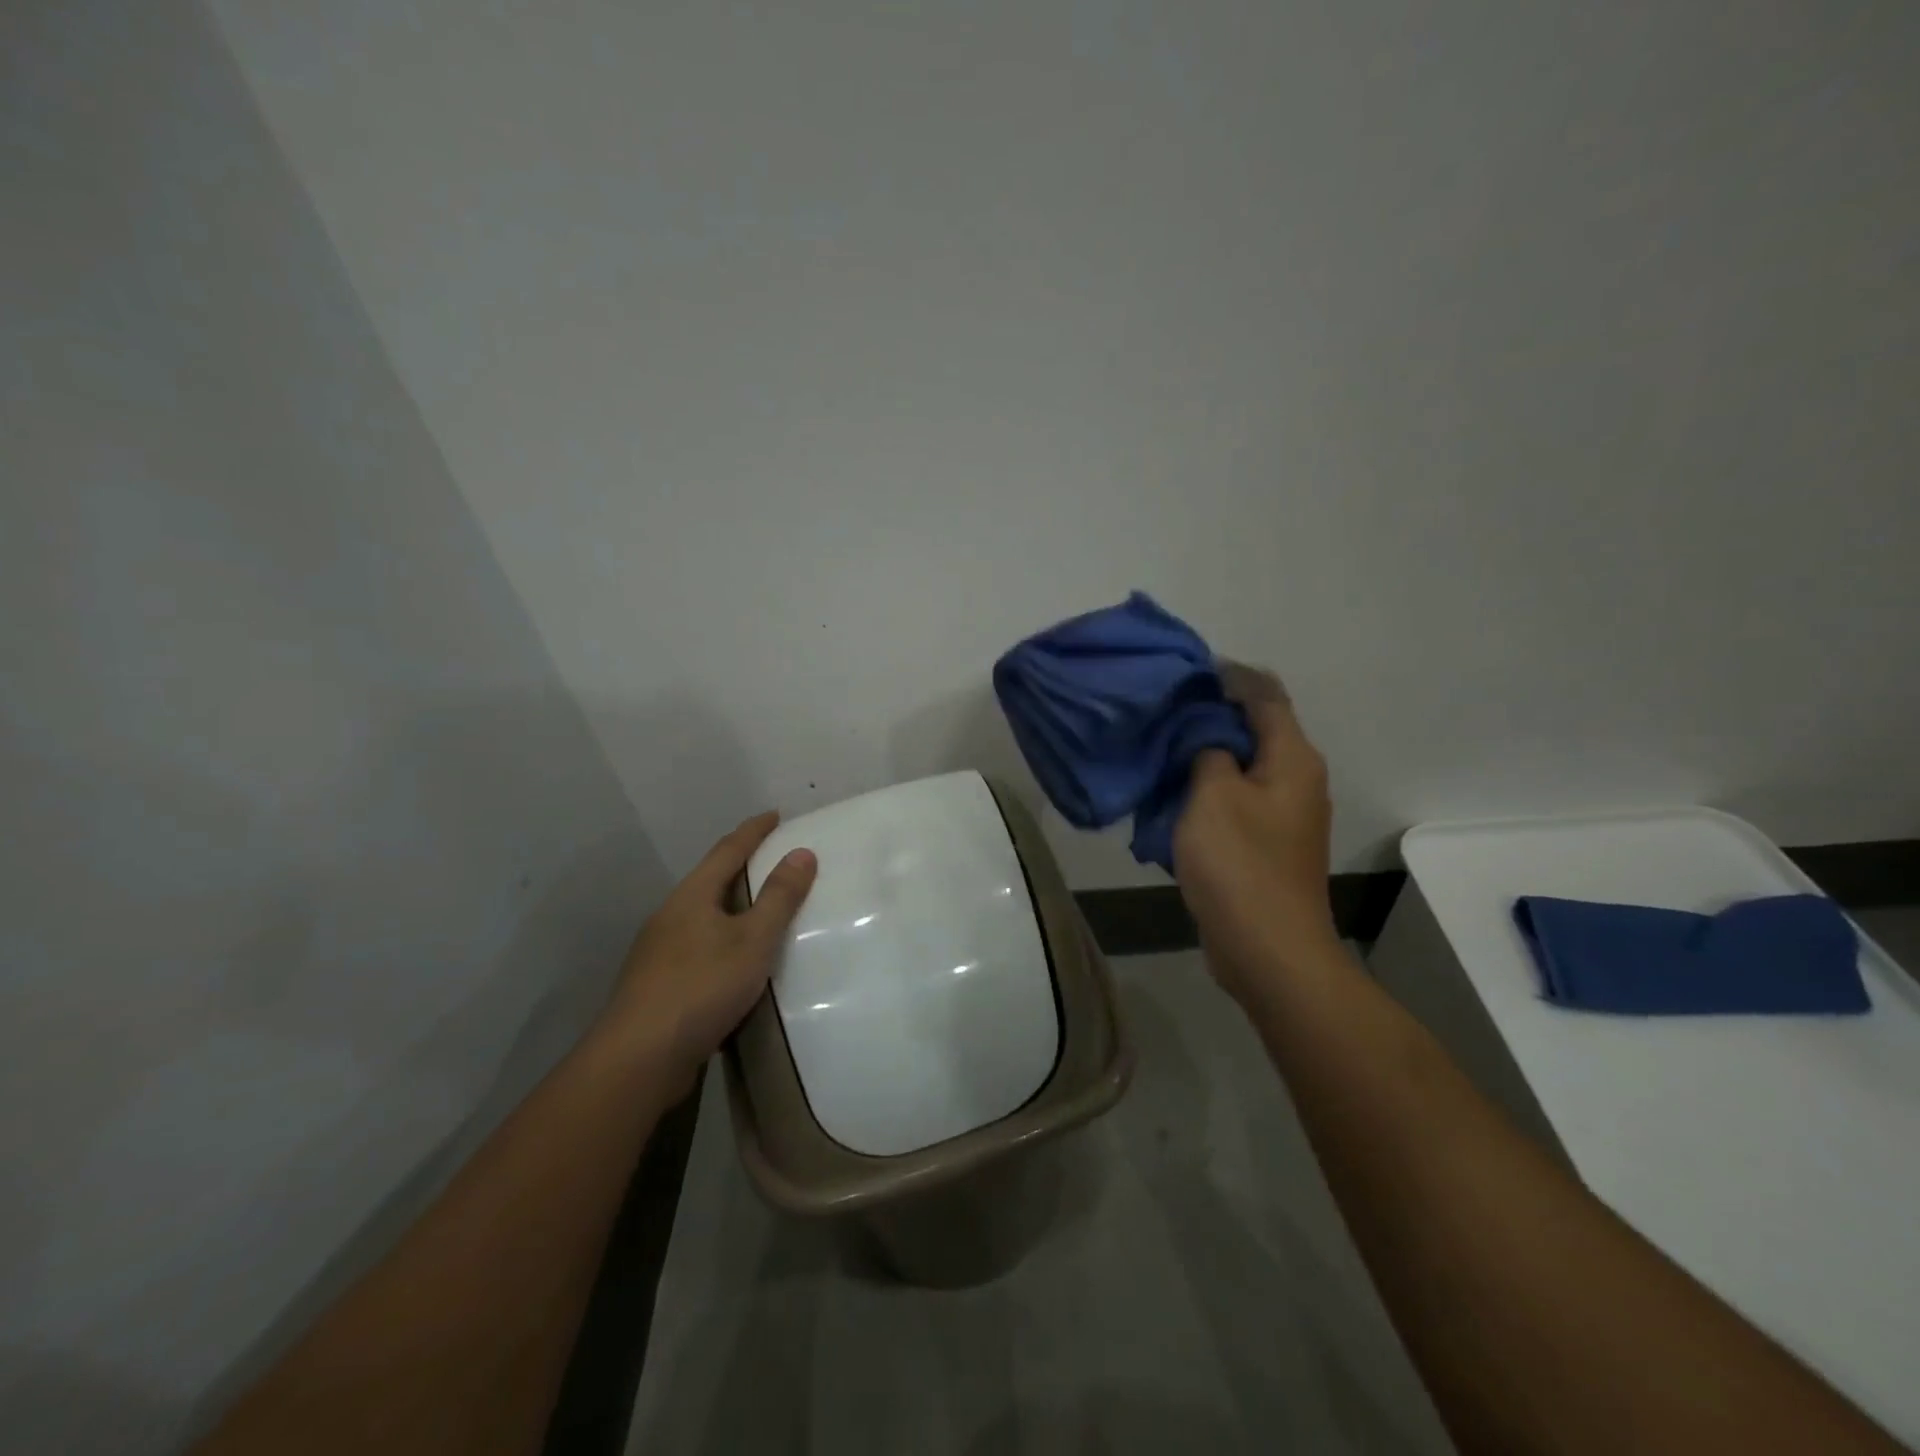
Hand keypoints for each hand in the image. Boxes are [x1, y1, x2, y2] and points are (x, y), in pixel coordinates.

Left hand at [597, 812, 816, 1092]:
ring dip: (731, 907)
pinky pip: (698, 948)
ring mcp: (658, 953)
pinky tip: (735, 962)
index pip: (727, 850)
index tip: (775, 814)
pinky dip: (723, 941)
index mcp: (691, 897)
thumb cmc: (701, 988)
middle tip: (773, 860)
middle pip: (710, 880)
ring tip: (760, 910)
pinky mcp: (657, 986)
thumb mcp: (752, 940)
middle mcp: (670, 917)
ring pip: (702, 916)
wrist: (637, 1060)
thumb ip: (779, 897)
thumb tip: (802, 852)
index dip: (754, 831)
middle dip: (740, 866)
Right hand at [1174, 666, 1339, 1004]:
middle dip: (1208, 715)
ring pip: (1240, 766)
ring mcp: (1283, 815)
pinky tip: (1170, 794)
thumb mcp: (1213, 795)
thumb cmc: (1240, 864)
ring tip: (1158, 748)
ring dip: (1203, 755)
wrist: (1268, 950)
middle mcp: (1296, 779)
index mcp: (1292, 758)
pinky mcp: (1265, 844)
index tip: (1182, 672)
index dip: (1227, 676)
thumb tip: (1207, 734)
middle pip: (1254, 728)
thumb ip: (1207, 750)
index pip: (1264, 694)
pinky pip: (1233, 800)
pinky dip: (1205, 790)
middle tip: (1160, 710)